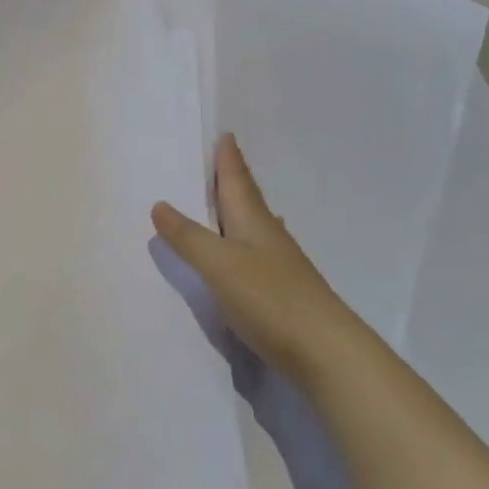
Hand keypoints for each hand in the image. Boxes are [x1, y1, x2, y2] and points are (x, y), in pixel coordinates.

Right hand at [151, 133, 352, 374]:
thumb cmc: (270, 299)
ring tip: (229, 201)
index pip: (237, 180)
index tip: (225, 135)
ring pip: (255, 225)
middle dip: (233, 180)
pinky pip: (258, 252)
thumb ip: (188, 237)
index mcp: (253, 221)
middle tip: (220, 161)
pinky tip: (250, 251)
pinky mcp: (285, 292)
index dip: (228, 158)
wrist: (329, 354)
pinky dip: (245, 241)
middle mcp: (269, 236)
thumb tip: (159, 204)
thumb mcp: (218, 265)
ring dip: (240, 209)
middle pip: (248, 199)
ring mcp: (281, 265)